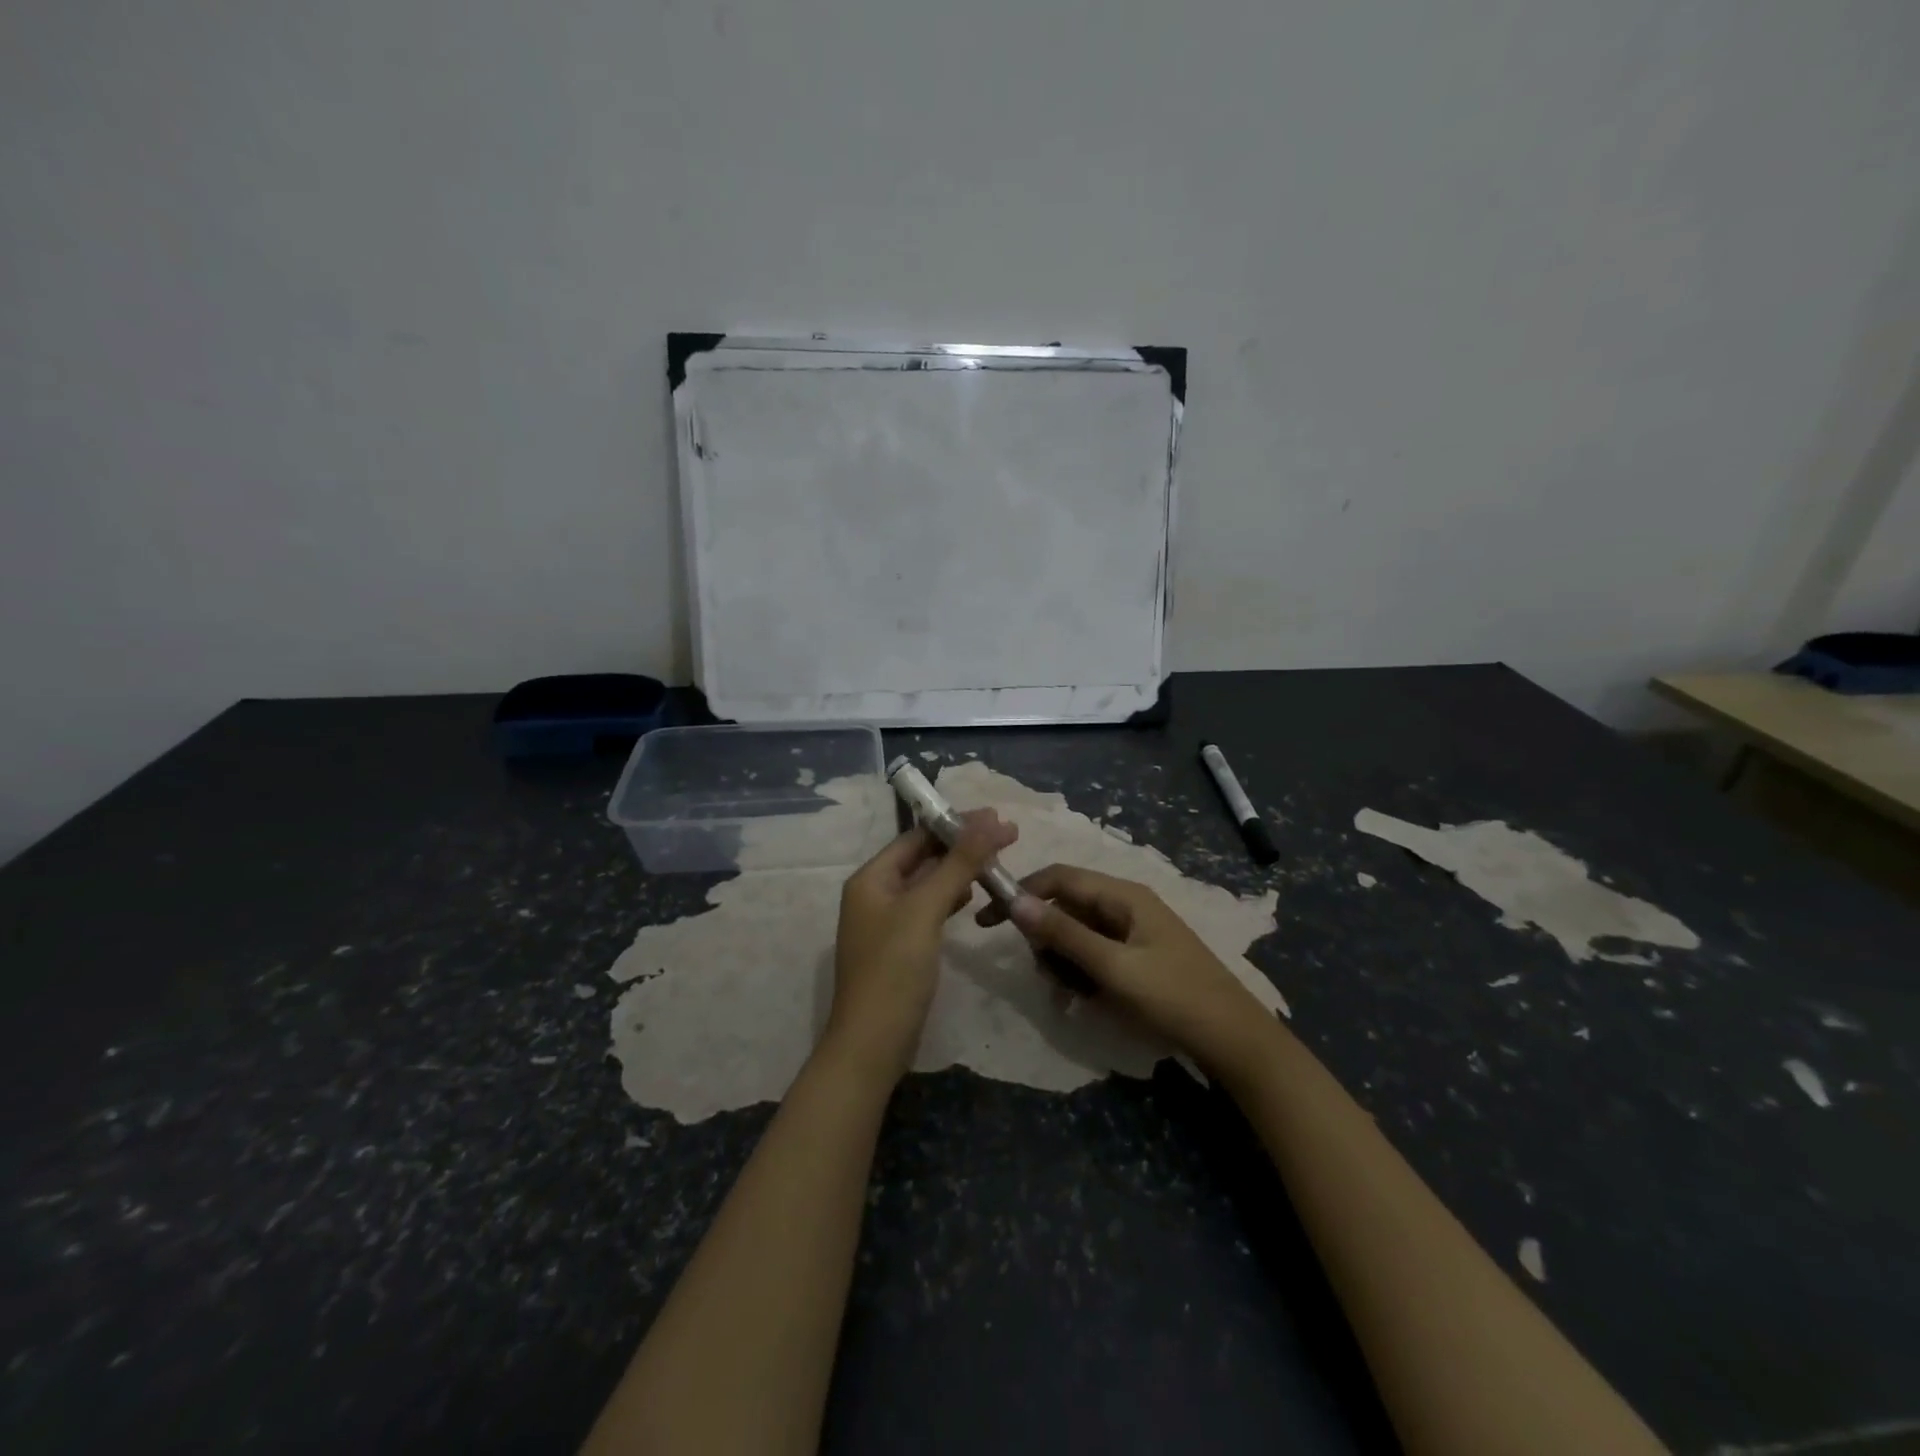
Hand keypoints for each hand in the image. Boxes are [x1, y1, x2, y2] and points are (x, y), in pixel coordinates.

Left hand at [822, 810, 1017, 1085]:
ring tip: (997, 861)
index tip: (997, 818)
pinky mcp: (900, 947)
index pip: (917, 837)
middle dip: (962, 845)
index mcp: (871, 878)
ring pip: (928, 884)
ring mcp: (887, 922)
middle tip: (1007, 836)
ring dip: (959, 870)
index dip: (956, 824)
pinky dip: (951, 898)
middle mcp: (875, 894)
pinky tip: (972, 896)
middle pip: (923, 858)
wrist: (872, 1045)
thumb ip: (957, 864)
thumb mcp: (926, 910)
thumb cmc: (894, 970)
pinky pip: (928, 909)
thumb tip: (988, 821)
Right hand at [980, 866, 1279, 1076]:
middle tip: (1047, 976)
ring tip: (1071, 995)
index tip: (988, 920)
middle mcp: (1125, 905)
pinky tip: (1084, 1001)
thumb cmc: (1174, 997)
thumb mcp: (1114, 967)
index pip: (1058, 878)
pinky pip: (1094, 954)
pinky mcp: (1135, 957)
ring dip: (1063, 961)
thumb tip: (1014, 902)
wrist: (1233, 1041)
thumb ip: (1064, 935)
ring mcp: (1131, 932)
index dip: (1021, 893)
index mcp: (1122, 895)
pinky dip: (1082, 973)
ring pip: (1076, 934)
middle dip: (1046, 939)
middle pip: (1065, 907)